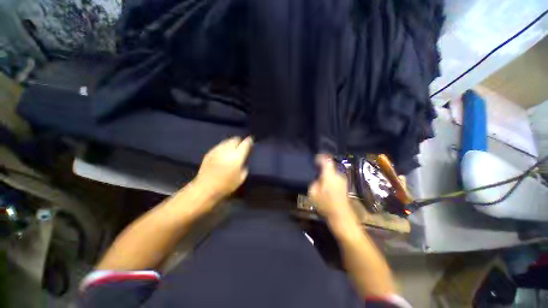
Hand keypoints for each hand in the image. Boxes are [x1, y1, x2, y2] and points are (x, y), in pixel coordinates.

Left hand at [195, 136, 252, 199]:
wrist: (205, 188)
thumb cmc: (226, 185)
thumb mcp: (241, 178)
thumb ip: (244, 167)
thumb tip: (243, 161)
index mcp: (237, 157)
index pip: (245, 144)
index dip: (249, 141)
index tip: (251, 140)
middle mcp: (227, 150)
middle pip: (235, 139)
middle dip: (240, 140)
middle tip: (242, 144)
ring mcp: (217, 150)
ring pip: (226, 141)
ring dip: (231, 143)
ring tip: (233, 147)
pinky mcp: (209, 152)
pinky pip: (219, 145)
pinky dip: (224, 146)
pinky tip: (223, 152)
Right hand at [308, 154, 355, 221]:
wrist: (342, 217)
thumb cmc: (326, 205)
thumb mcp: (313, 193)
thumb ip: (314, 182)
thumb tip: (317, 178)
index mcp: (330, 175)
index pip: (326, 160)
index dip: (320, 158)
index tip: (315, 159)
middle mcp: (338, 175)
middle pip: (329, 167)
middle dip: (322, 169)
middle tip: (315, 173)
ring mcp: (343, 181)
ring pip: (332, 173)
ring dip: (327, 175)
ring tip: (320, 182)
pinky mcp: (345, 186)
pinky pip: (335, 179)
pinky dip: (330, 180)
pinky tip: (326, 188)